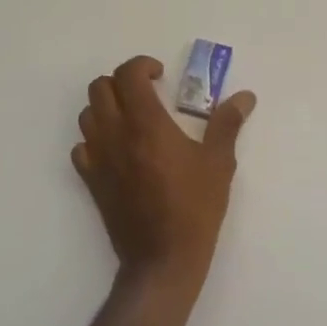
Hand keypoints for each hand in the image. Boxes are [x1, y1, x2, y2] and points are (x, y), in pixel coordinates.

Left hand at [71, 55, 255, 299]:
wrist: (162, 259)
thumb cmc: (194, 208)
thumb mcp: (218, 163)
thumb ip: (227, 123)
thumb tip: (245, 97)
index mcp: (146, 124)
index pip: (127, 75)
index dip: (142, 66)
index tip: (161, 76)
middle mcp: (115, 134)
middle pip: (100, 88)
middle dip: (122, 82)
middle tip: (147, 94)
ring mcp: (98, 158)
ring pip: (87, 114)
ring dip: (106, 107)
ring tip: (132, 118)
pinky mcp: (91, 181)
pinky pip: (81, 147)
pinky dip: (94, 138)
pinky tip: (117, 149)